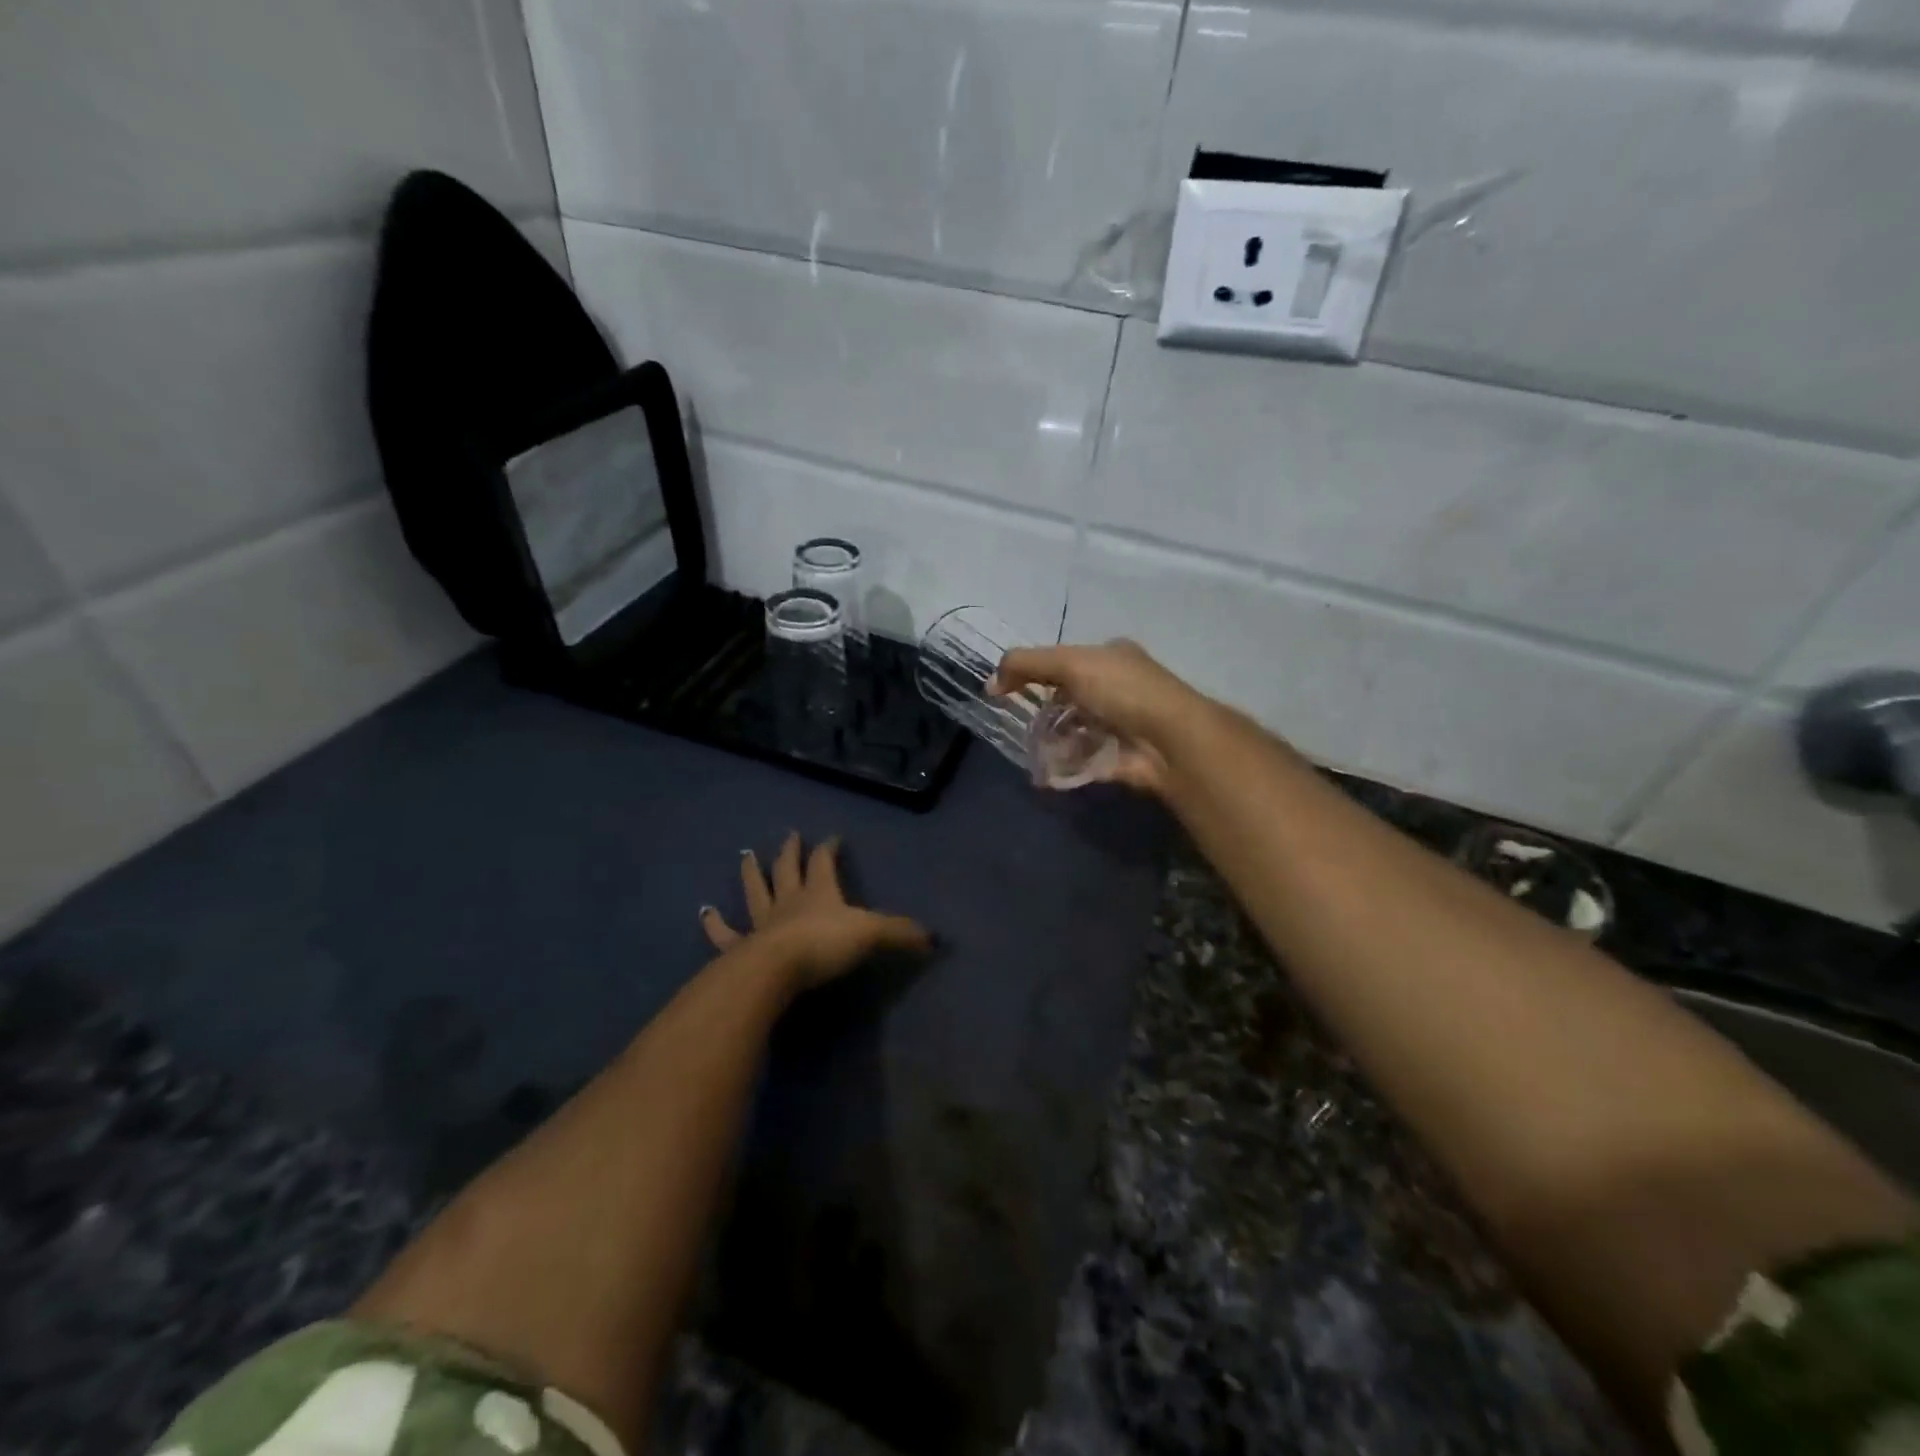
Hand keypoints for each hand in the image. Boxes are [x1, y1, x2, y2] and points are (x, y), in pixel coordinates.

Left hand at [700, 832, 930, 987]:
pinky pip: (726, 933)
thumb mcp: (872, 934)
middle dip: (790, 852)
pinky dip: (715, 923)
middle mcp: (789, 901)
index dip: (829, 849)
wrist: (776, 970)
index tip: (832, 836)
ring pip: (755, 891)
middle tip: (788, 835)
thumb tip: (935, 938)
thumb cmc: (824, 945)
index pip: (825, 862)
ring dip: (751, 873)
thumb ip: (901, 933)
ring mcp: (761, 922)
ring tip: (745, 855)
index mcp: (819, 892)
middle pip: (787, 869)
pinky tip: (705, 912)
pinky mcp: (741, 947)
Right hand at [991, 640, 1206, 794]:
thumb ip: (1026, 665)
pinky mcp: (1121, 758)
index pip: (1068, 661)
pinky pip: (1085, 760)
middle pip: (1071, 698)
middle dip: (1045, 713)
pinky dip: (1066, 766)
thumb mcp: (1070, 664)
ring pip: (1076, 731)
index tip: (1009, 691)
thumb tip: (990, 684)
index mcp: (1112, 657)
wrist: (1170, 740)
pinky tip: (1048, 772)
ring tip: (1033, 752)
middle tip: (1022, 726)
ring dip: (1053, 742)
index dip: (1037, 673)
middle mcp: (1120, 688)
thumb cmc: (1122, 691)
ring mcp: (1122, 725)